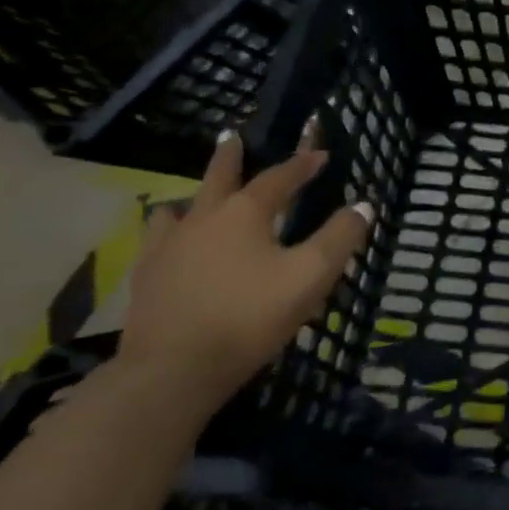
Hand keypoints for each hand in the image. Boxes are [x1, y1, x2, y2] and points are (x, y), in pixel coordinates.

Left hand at [116, 125, 372, 417]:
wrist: (172, 373)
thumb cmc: (249, 316)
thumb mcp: (311, 276)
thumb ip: (340, 237)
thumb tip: (363, 205)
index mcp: (245, 212)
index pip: (280, 177)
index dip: (302, 164)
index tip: (320, 154)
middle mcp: (203, 218)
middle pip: (218, 177)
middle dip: (230, 156)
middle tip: (232, 137)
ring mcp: (167, 248)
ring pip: (179, 209)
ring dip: (193, 198)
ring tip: (197, 201)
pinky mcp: (145, 279)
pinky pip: (156, 243)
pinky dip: (169, 235)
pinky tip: (173, 248)